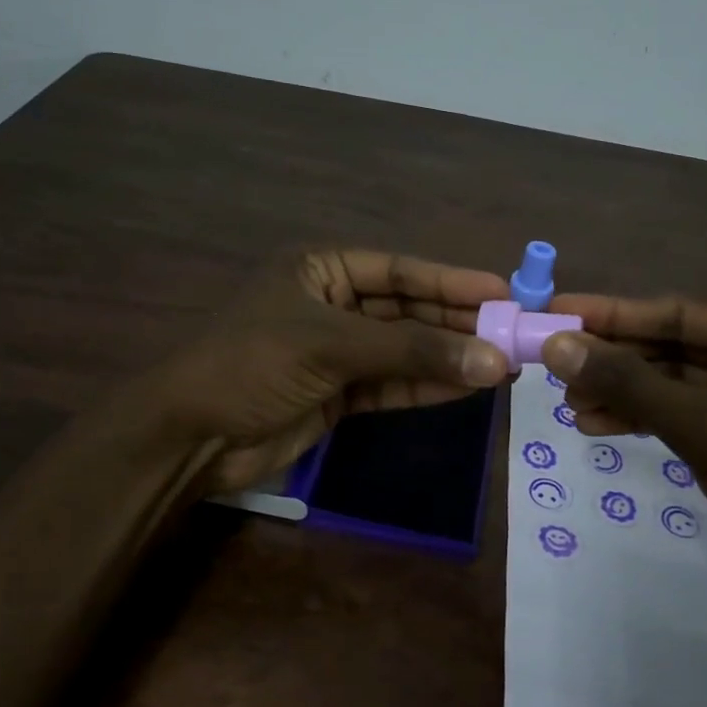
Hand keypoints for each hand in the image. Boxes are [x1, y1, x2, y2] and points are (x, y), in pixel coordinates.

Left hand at [157, 250, 510, 492]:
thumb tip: (494, 360)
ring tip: (505, 364)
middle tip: (514, 334)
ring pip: (405, 351)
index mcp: (321, 270)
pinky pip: (393, 385)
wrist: (191, 437)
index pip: (399, 270)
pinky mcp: (339, 395)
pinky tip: (469, 388)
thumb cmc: (253, 365)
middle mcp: (333, 305)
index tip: (503, 291)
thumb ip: (413, 353)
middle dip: (457, 323)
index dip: (451, 279)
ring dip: (450, 358)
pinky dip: (428, 387)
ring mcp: (337, 352)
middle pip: (408, 310)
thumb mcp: (332, 346)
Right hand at [541, 294, 706, 638]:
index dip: (612, 316)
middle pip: (681, 346)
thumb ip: (630, 385)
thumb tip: (556, 345)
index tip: (556, 314)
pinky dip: (654, 421)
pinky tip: (603, 427)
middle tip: (553, 368)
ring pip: (684, 384)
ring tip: (570, 406)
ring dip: (628, 395)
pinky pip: (697, 415)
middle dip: (617, 363)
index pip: (682, 312)